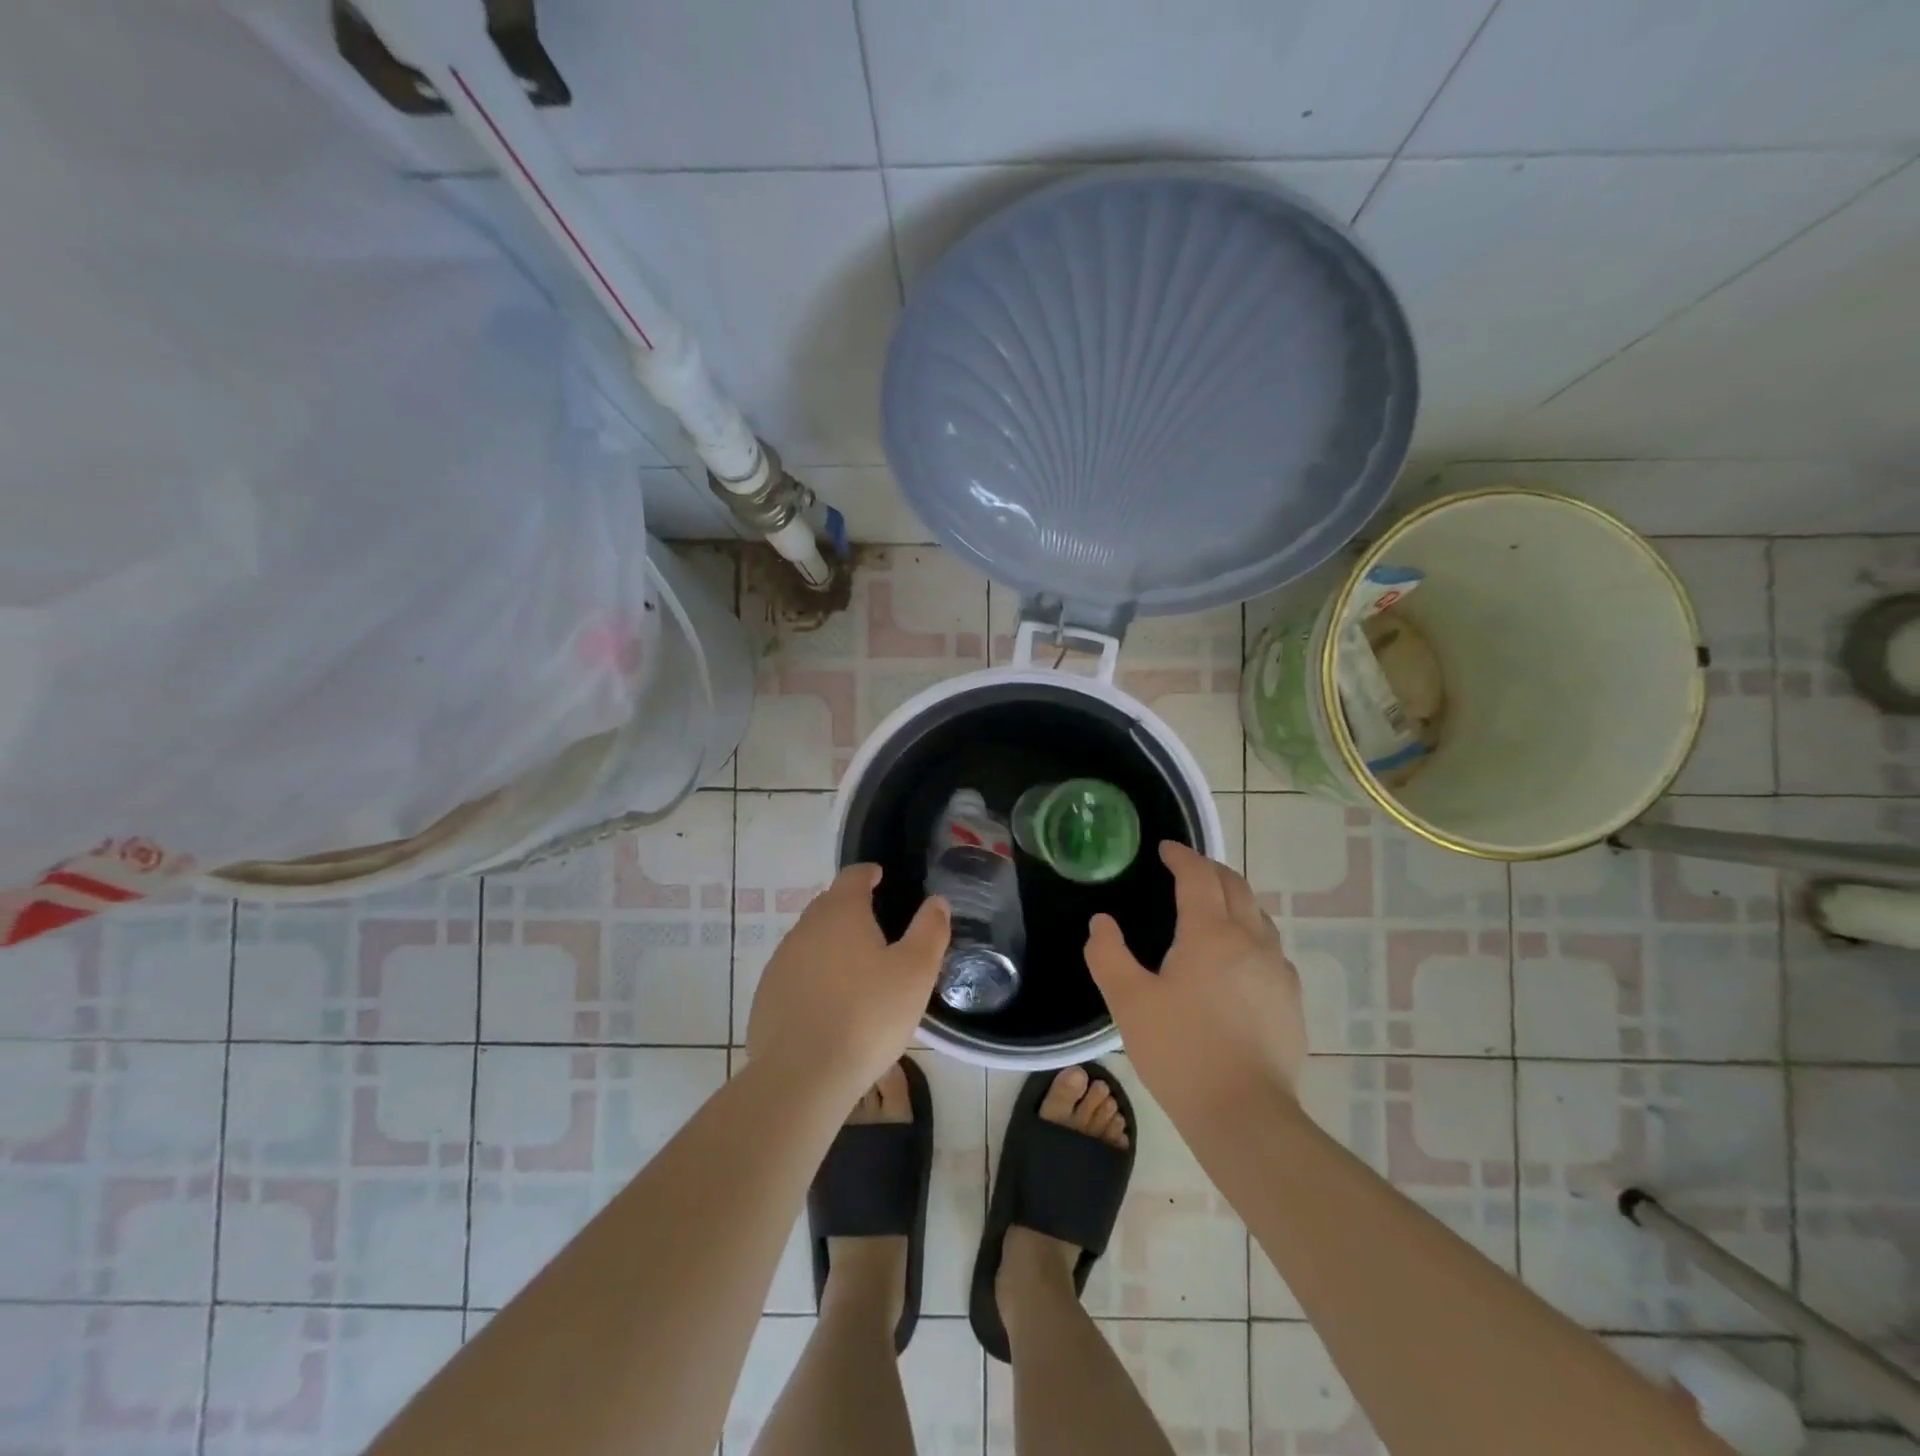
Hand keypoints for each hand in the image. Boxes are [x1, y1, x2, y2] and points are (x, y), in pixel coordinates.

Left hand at [746, 864, 949, 1097]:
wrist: (802, 1077)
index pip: (853, 876)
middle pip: (829, 905)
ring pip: (811, 940)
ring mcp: (780, 962)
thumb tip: (936, 902)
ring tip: (856, 970)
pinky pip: (796, 973)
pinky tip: (829, 1004)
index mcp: (841, 913)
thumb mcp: (915, 972)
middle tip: (876, 927)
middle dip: (851, 909)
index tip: (880, 877)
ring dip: (831, 945)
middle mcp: (805, 928)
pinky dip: (814, 977)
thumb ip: (929, 931)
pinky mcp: (766, 996)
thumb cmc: (867, 1016)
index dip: (869, 873)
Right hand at [1085, 841, 1306, 1115]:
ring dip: (1235, 899)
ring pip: (1259, 916)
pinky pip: (1271, 949)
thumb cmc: (1180, 1051)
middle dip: (1211, 869)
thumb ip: (1108, 954)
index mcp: (1209, 933)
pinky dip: (1252, 933)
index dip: (1181, 856)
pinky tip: (1240, 958)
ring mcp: (1277, 970)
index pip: (1198, 876)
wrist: (1245, 1115)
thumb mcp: (1128, 1002)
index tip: (1165, 849)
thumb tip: (1101, 922)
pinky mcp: (1291, 1000)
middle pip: (1236, 886)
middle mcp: (1250, 940)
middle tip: (1188, 868)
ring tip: (1214, 906)